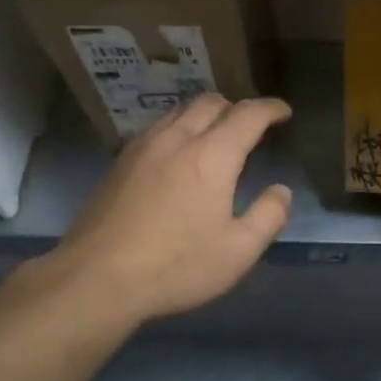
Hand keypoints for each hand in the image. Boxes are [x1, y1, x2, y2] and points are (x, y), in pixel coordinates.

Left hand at [45, 93, 293, 325]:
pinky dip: (178, 127)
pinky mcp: (119, 161)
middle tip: (250, 127)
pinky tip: (176, 154)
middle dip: (236, 107)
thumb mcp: (237, 252)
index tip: (283, 113)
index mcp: (212, 156)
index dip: (270, 108)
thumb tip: (281, 191)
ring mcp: (143, 147)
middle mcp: (177, 139)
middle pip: (211, 102)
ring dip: (204, 114)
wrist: (96, 277)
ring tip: (214, 135)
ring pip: (179, 110)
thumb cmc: (175, 266)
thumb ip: (268, 216)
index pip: (248, 114)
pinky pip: (156, 127)